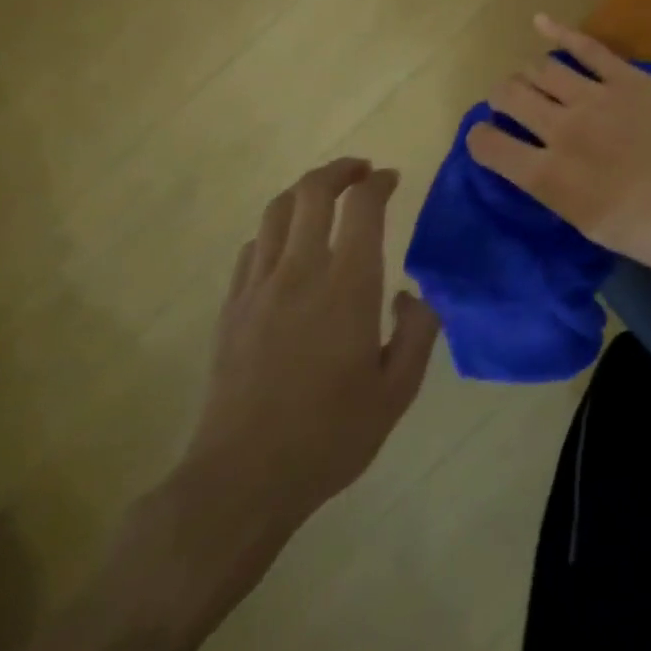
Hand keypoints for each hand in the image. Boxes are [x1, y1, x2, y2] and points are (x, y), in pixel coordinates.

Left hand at [158, 160, 439, 619]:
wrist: (241, 481)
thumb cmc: (329, 436)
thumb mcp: (397, 392)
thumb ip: (418, 332)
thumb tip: (411, 294)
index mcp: (348, 286)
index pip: (363, 206)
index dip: (379, 182)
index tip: (391, 179)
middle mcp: (301, 271)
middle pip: (313, 191)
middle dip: (340, 170)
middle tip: (360, 171)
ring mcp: (259, 286)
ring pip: (278, 210)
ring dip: (305, 191)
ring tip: (325, 196)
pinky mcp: (232, 306)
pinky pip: (253, 246)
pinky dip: (276, 229)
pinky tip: (288, 246)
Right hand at [466, 16, 650, 274]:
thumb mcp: (593, 228)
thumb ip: (560, 192)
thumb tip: (544, 168)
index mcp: (550, 177)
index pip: (491, 147)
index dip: (480, 139)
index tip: (485, 138)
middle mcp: (562, 131)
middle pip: (510, 96)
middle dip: (502, 98)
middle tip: (510, 105)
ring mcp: (595, 97)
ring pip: (541, 69)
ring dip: (530, 74)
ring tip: (536, 81)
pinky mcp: (627, 77)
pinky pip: (585, 46)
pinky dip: (558, 31)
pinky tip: (540, 21)